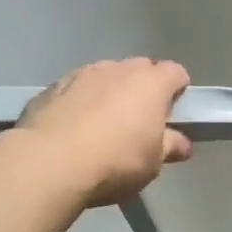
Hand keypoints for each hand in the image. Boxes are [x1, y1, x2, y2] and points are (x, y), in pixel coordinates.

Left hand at [16, 58, 193, 205]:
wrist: (49, 163)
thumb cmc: (116, 161)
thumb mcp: (153, 162)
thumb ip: (170, 146)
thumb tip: (183, 144)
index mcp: (150, 83)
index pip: (175, 73)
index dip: (178, 90)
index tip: (174, 113)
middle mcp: (117, 69)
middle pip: (140, 69)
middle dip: (143, 88)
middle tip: (140, 120)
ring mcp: (81, 74)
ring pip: (105, 76)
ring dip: (109, 92)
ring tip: (102, 124)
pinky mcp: (51, 87)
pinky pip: (75, 89)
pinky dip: (80, 102)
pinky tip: (73, 128)